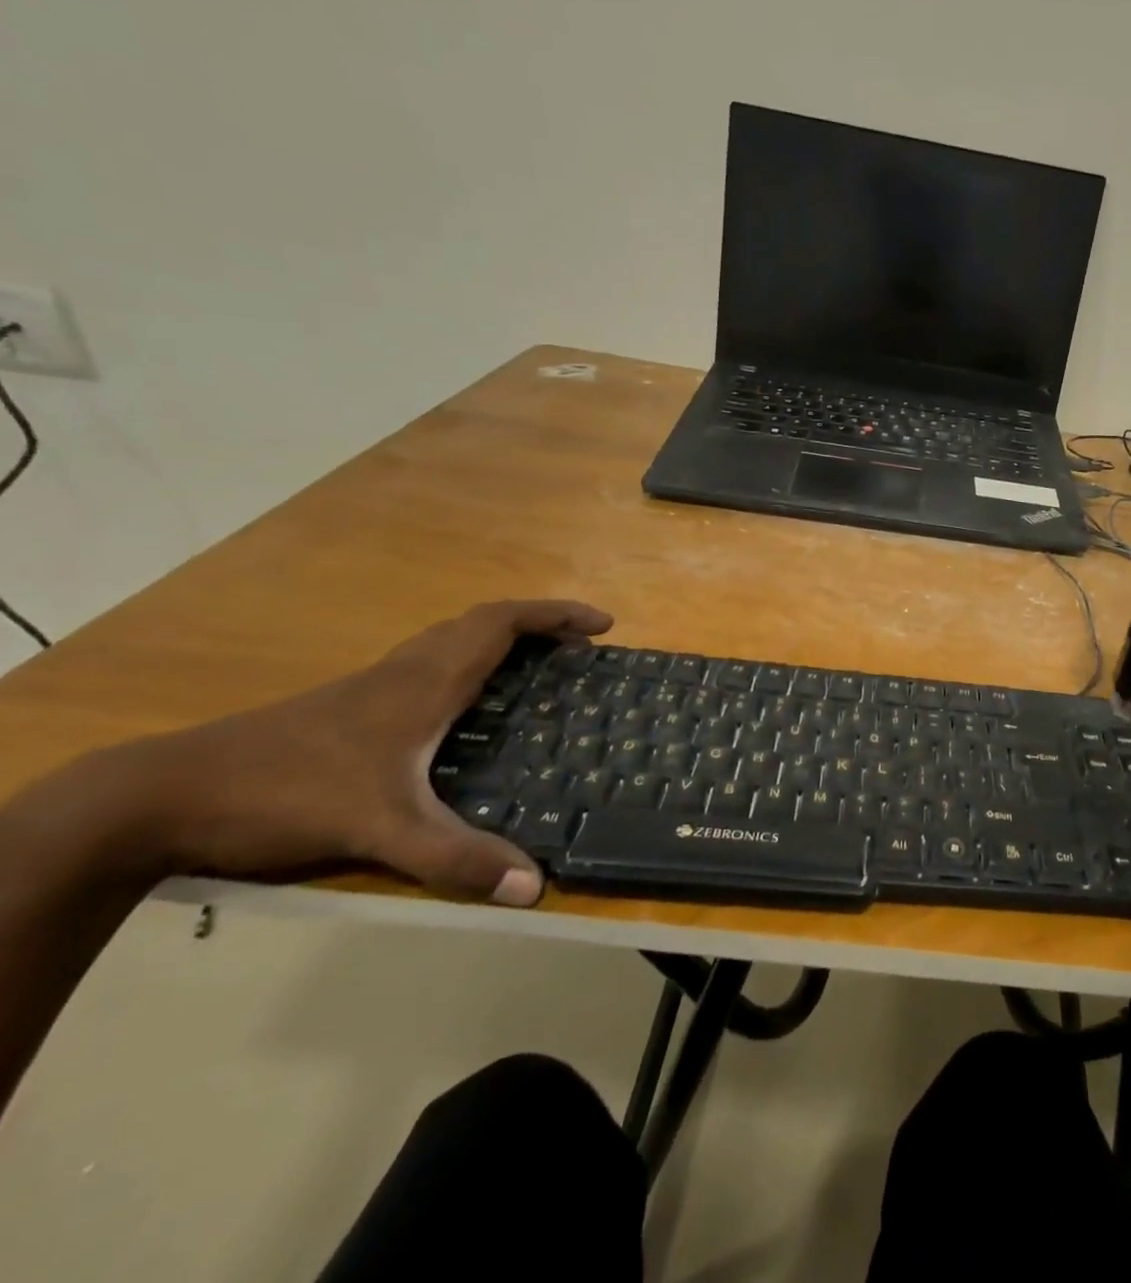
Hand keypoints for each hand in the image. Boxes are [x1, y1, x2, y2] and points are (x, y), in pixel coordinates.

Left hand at [115, 600, 612, 905]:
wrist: (158, 797)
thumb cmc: (283, 793)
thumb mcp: (380, 829)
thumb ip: (456, 856)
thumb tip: (533, 886)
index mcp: (424, 682)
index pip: (502, 623)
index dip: (555, 615)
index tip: (601, 625)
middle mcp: (404, 672)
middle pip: (482, 622)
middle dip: (539, 624)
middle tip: (580, 647)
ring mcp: (371, 687)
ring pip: (451, 640)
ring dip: (502, 640)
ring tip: (539, 667)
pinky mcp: (348, 707)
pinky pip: (428, 664)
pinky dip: (468, 663)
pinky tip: (466, 707)